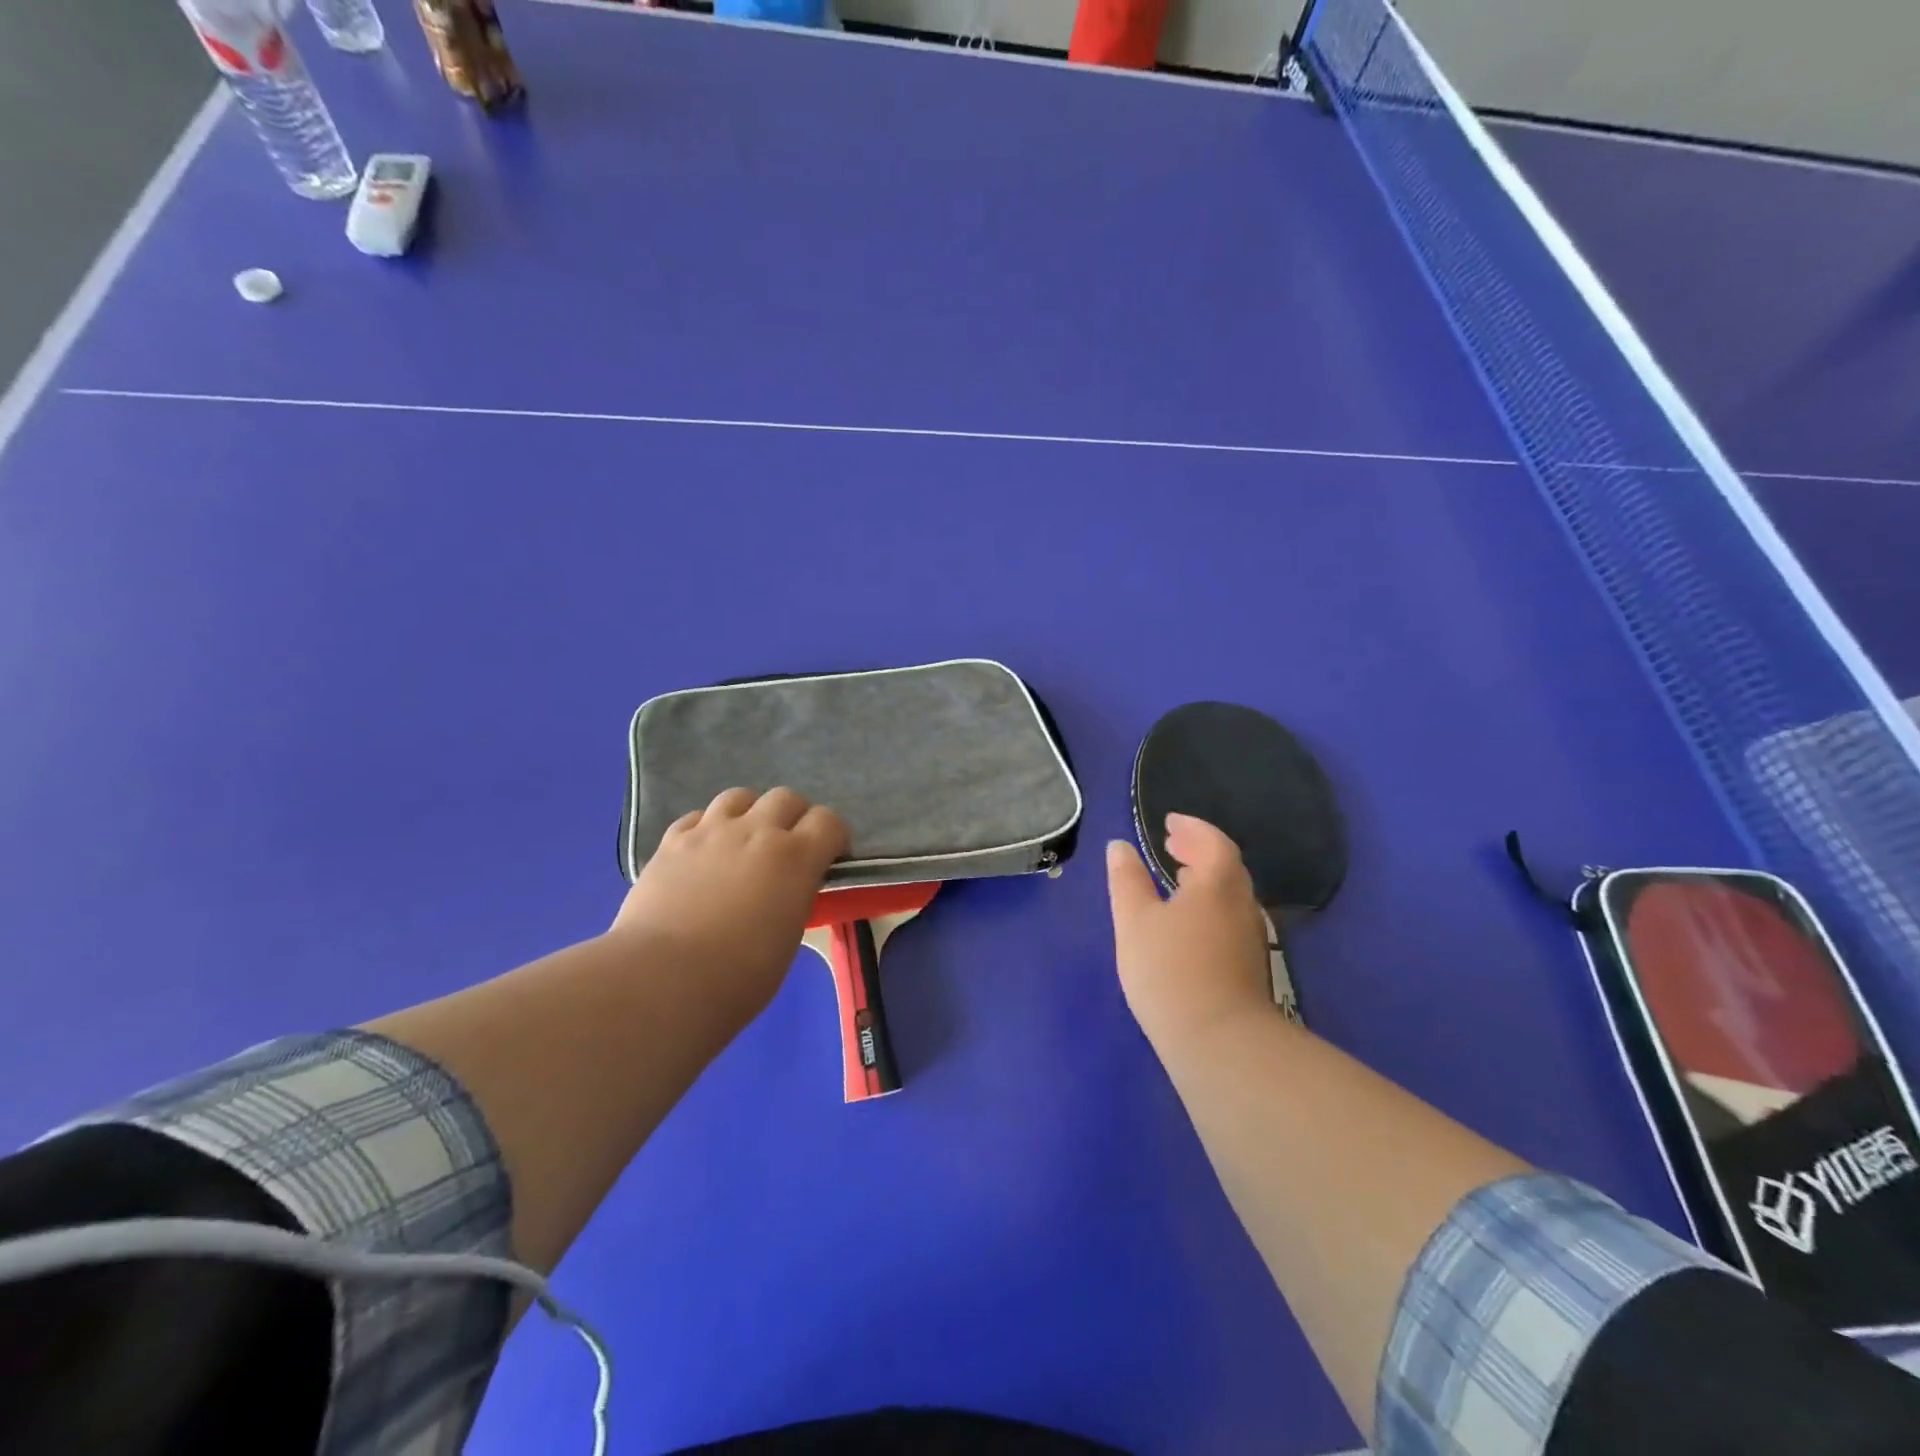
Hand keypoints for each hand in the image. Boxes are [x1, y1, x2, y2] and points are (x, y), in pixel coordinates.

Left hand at [611, 786, 848, 1026]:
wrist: (663, 979)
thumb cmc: (739, 975)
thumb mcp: (789, 937)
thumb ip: (794, 899)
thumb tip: (787, 892)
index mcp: (795, 857)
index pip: (829, 821)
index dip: (834, 837)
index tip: (829, 860)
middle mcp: (756, 831)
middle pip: (786, 797)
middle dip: (794, 818)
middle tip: (787, 850)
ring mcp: (710, 832)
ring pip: (739, 796)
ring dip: (750, 813)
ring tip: (743, 842)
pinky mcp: (671, 842)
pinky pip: (696, 817)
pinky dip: (707, 828)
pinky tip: (704, 852)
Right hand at [1107, 814, 1273, 1050]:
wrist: (1218, 1041)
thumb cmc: (1169, 970)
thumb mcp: (1134, 920)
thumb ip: (1126, 880)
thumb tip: (1120, 846)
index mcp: (1217, 884)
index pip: (1213, 842)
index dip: (1192, 828)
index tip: (1169, 822)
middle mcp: (1242, 904)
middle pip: (1226, 866)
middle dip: (1199, 850)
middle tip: (1171, 844)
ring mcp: (1250, 937)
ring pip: (1230, 894)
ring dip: (1206, 878)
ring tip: (1177, 878)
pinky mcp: (1249, 966)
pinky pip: (1230, 917)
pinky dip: (1210, 904)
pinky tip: (1189, 922)